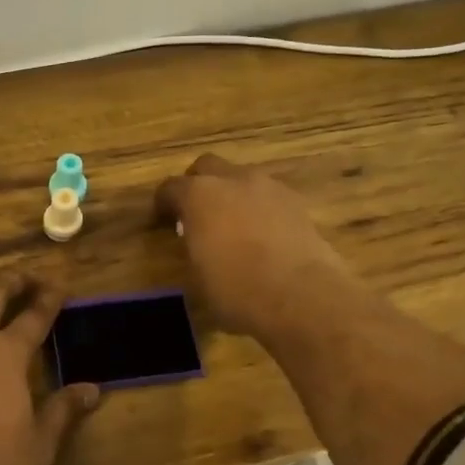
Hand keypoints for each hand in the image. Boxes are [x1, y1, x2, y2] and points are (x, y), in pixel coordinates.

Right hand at [156, 154, 364, 344]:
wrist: (301, 297)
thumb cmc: (236, 290)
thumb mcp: (197, 277)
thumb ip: (192, 248)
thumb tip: (196, 244)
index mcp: (199, 195)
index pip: (171, 188)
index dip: (164, 204)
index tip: (162, 221)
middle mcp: (233, 180)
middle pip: (208, 167)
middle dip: (198, 185)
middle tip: (197, 214)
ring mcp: (270, 188)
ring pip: (242, 179)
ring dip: (233, 195)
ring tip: (233, 226)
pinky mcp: (298, 203)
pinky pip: (269, 197)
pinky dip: (260, 209)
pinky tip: (262, 236)